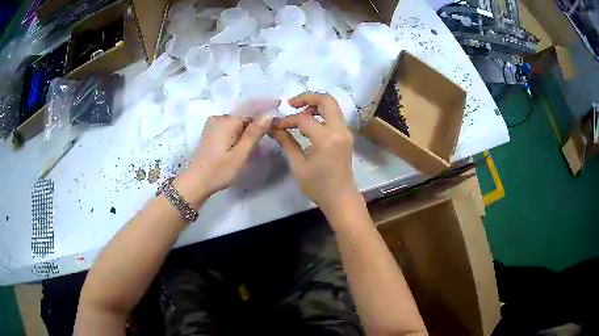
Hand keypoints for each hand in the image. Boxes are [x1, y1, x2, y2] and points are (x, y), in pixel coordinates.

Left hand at [175, 114, 273, 206]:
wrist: (196, 182)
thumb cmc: (219, 171)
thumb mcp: (240, 154)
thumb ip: (255, 133)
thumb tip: (269, 115)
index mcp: (227, 121)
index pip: (252, 114)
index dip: (264, 122)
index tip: (275, 129)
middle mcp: (219, 117)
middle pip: (244, 118)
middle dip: (253, 130)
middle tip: (258, 149)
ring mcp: (213, 123)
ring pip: (237, 124)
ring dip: (245, 134)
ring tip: (246, 151)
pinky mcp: (210, 131)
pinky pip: (229, 128)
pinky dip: (236, 135)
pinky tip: (236, 148)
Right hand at [271, 93, 362, 217]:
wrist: (340, 198)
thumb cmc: (318, 186)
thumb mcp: (298, 165)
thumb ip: (286, 142)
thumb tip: (274, 128)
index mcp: (326, 138)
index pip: (304, 119)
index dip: (288, 120)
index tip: (277, 127)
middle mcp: (339, 130)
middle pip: (326, 100)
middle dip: (307, 97)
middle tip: (291, 103)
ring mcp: (345, 132)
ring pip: (332, 106)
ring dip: (315, 104)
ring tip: (298, 112)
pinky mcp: (346, 136)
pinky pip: (334, 116)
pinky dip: (321, 114)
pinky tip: (309, 124)